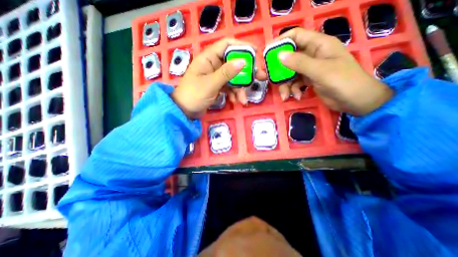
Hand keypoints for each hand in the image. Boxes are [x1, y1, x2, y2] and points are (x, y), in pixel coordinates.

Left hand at [173, 37, 269, 119]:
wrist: (184, 111)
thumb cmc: (194, 95)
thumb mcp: (210, 84)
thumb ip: (226, 73)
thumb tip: (243, 61)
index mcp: (208, 58)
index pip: (227, 45)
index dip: (242, 47)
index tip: (256, 54)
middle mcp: (213, 65)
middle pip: (234, 63)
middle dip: (247, 72)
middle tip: (260, 78)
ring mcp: (216, 76)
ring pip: (233, 78)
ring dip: (240, 88)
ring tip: (244, 100)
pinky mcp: (217, 86)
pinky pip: (229, 87)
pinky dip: (234, 94)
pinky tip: (236, 101)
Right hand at [276, 28, 392, 115]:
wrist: (354, 101)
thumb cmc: (343, 81)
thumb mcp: (320, 71)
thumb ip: (299, 63)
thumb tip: (279, 55)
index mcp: (319, 45)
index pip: (296, 36)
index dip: (281, 42)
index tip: (267, 52)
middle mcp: (312, 54)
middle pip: (289, 57)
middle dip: (279, 69)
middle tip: (269, 78)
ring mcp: (309, 68)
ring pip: (290, 73)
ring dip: (286, 85)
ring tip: (286, 95)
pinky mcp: (308, 80)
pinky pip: (294, 82)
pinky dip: (293, 90)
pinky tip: (297, 96)